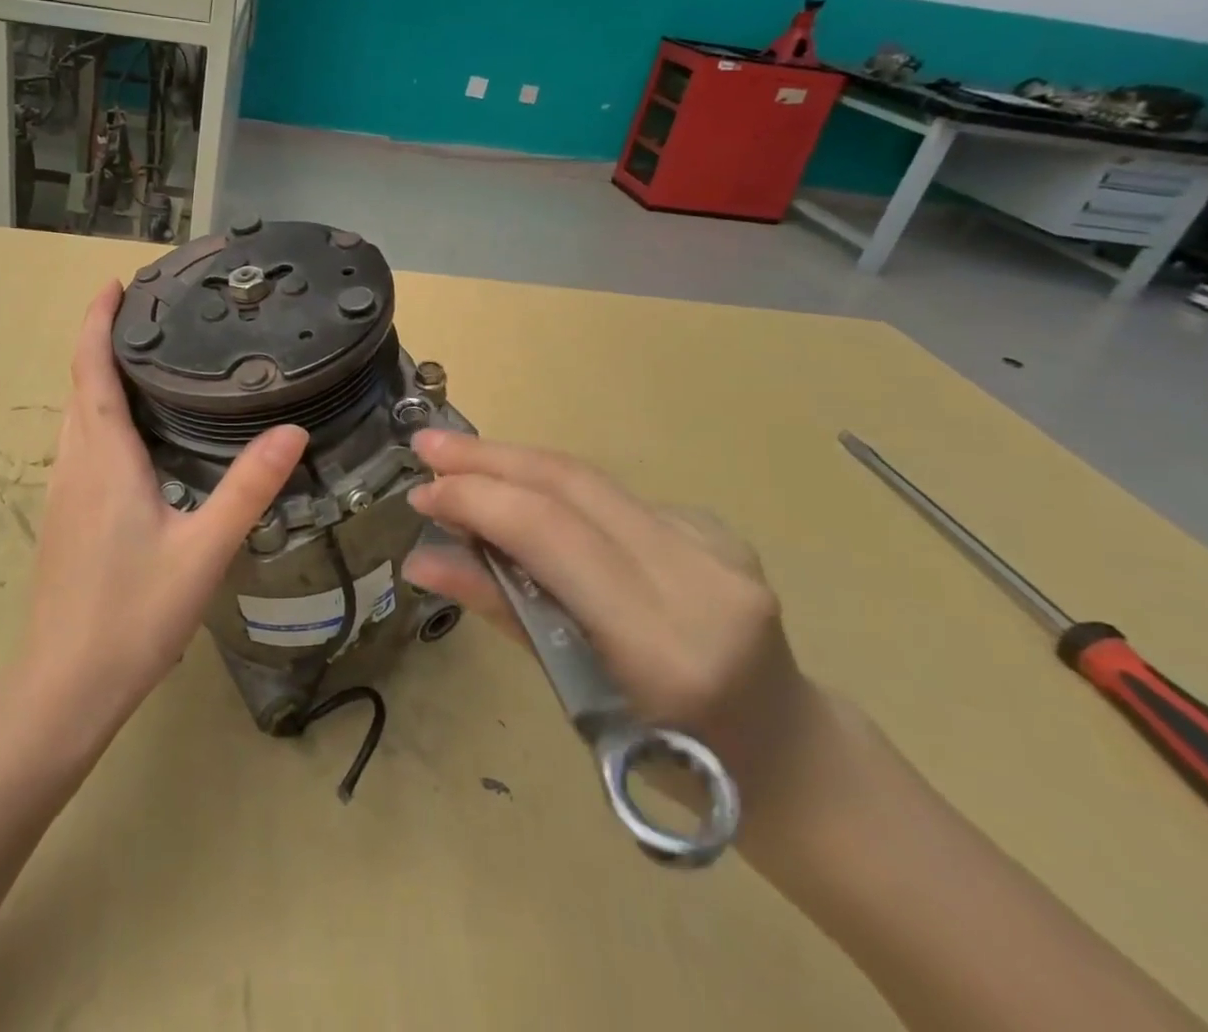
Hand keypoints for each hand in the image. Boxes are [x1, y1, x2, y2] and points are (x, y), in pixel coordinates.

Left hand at [19, 281, 307, 733]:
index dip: (96, 322)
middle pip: (79, 384)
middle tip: (147, 314)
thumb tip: (293, 431)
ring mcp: (62, 491)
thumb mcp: (203, 549)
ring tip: (146, 361)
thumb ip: (248, 488)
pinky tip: (135, 434)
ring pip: (76, 416)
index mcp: (103, 458)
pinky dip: (99, 414)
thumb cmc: (133, 613)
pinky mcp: (63, 516)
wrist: (66, 685)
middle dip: (101, 341)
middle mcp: (74, 464)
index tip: (114, 284)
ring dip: (98, 377)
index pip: (90, 370)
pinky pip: (79, 444)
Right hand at [402, 431, 821, 821]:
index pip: (551, 534)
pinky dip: (555, 489)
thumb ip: (502, 612)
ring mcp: (716, 545)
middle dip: (488, 457)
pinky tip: (524, 498)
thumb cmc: (671, 761)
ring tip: (457, 460)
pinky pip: (614, 497)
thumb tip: (421, 560)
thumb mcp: (576, 698)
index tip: (420, 493)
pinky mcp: (717, 527)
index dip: (478, 500)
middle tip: (426, 446)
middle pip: (572, 485)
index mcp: (662, 641)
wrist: (786, 754)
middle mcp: (698, 578)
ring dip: (514, 464)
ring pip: (590, 479)